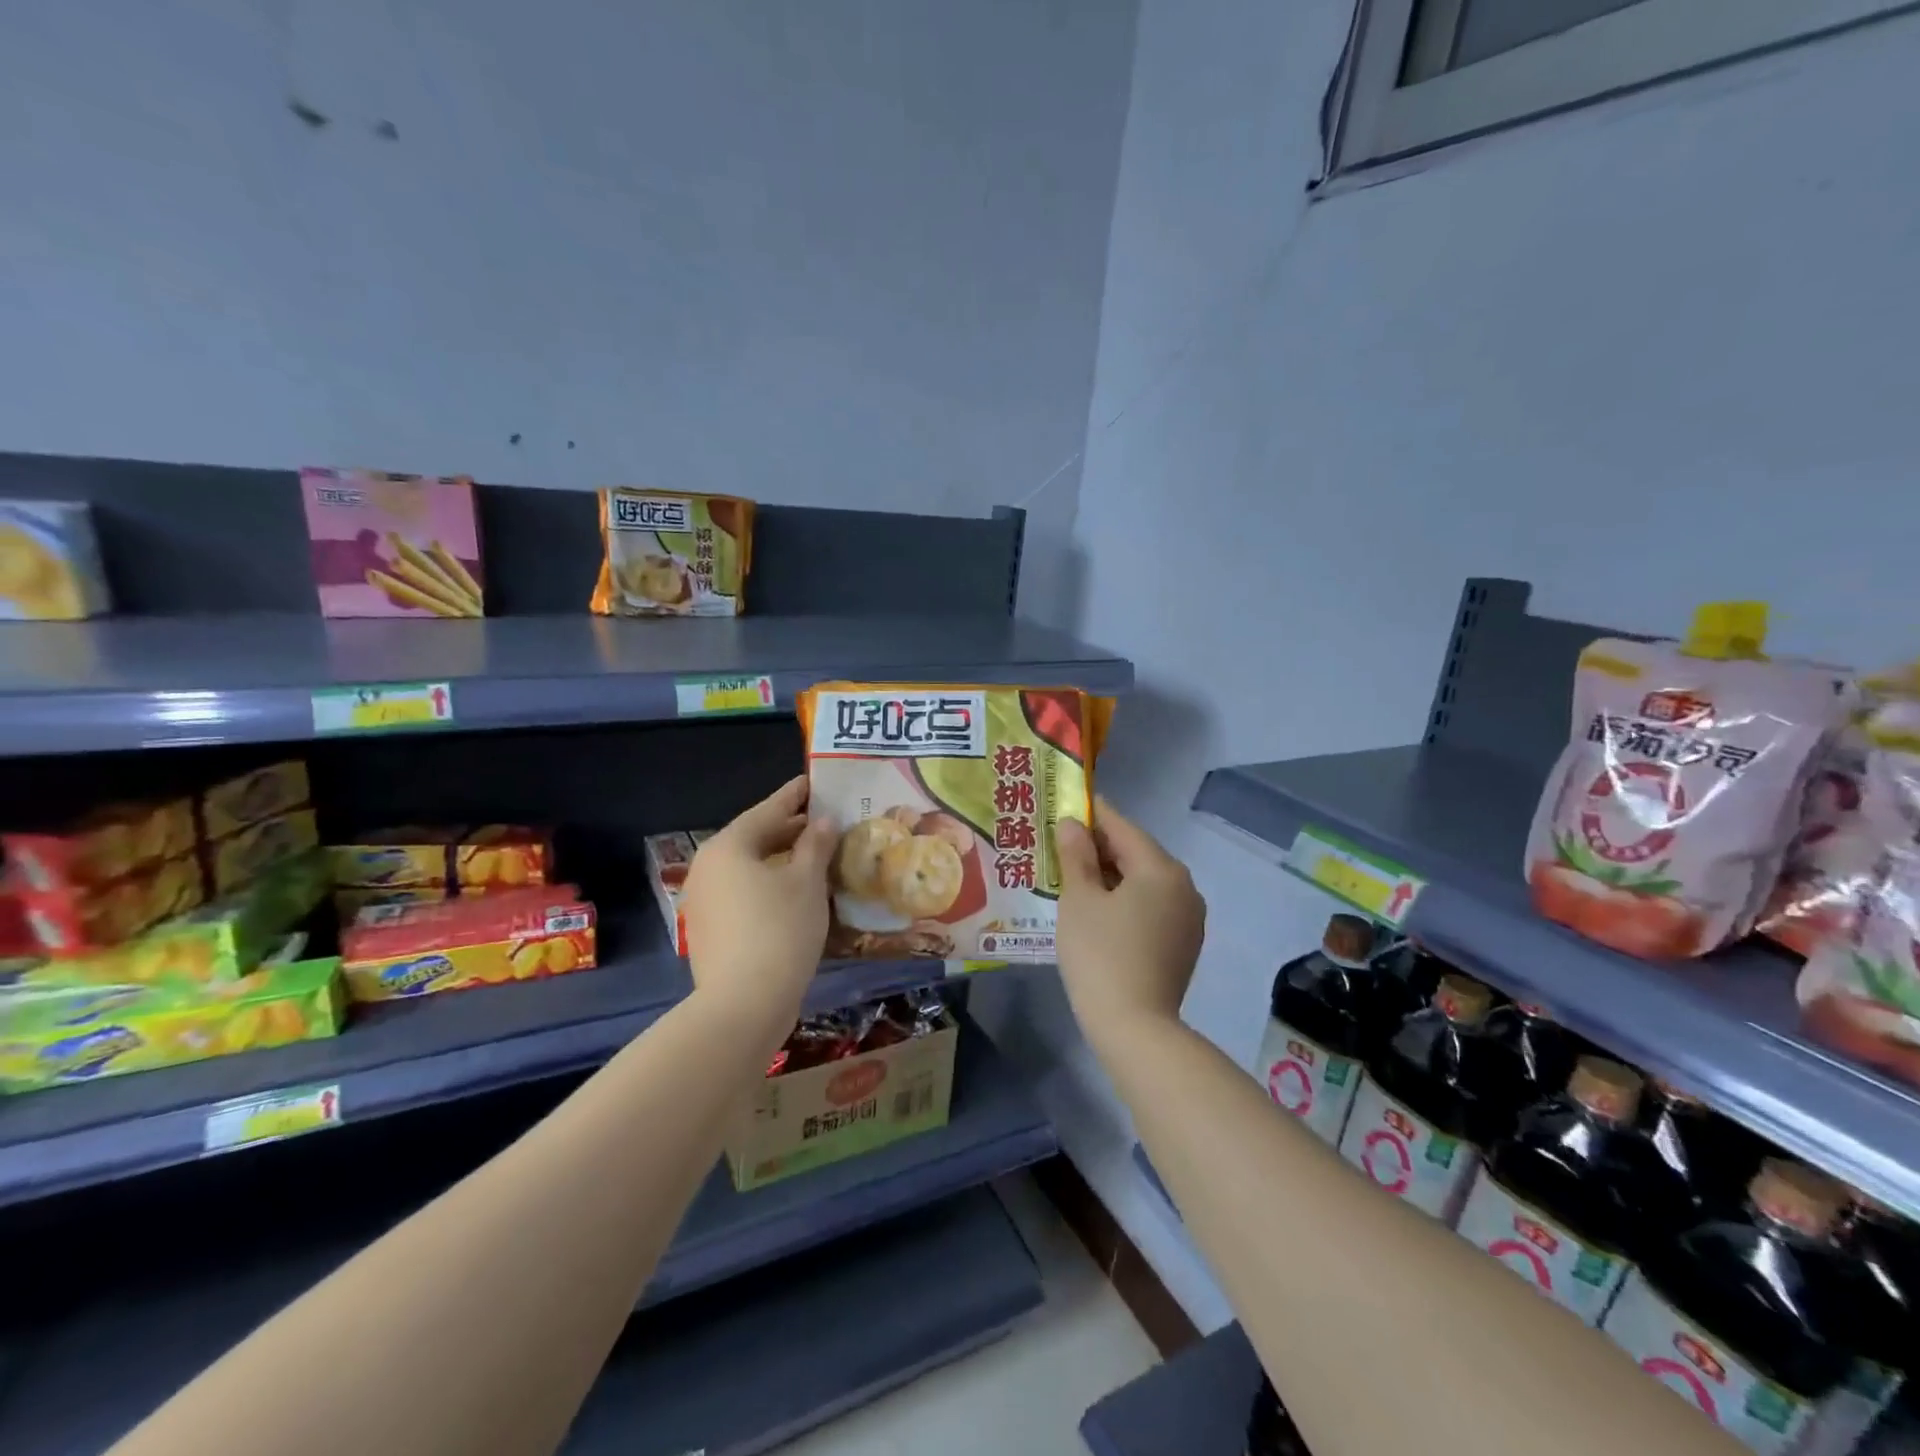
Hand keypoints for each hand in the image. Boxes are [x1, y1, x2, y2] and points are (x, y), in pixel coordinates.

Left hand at [683, 776, 837, 1044]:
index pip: (768, 810)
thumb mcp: (806, 882)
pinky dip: (770, 884)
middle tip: (824, 821)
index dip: (795, 796)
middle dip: (791, 829)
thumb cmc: (780, 930)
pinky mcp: (711, 929)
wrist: (743, 1005)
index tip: (815, 782)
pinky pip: (744, 892)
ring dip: (782, 859)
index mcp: (728, 847)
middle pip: (755, 838)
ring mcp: (705, 900)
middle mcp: (708, 867)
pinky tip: (796, 892)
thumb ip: (816, 845)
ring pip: (750, 868)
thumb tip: (823, 821)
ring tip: (816, 855)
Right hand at [1054, 797, 1204, 1047]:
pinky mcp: (1184, 943)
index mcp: (1161, 868)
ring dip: (1112, 875)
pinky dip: (1126, 899)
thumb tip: (1073, 824)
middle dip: (1100, 847)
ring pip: (1145, 881)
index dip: (1092, 814)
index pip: (1122, 827)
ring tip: (1075, 875)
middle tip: (1062, 844)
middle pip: (1137, 853)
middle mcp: (1184, 886)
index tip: (1067, 805)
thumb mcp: (1079, 900)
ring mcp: (1188, 917)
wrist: (1135, 1028)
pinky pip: (1152, 906)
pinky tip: (1099, 909)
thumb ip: (1076, 856)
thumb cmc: (1101, 955)